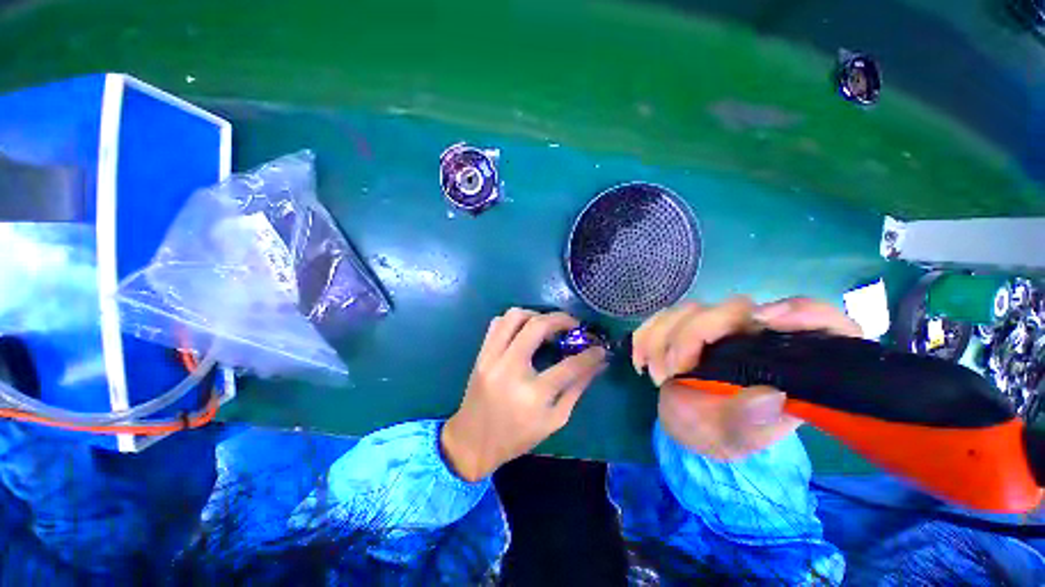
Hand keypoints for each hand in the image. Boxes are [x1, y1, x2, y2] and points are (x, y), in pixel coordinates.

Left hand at [441, 309, 606, 480]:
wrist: (472, 441)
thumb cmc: (517, 437)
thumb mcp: (554, 420)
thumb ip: (577, 389)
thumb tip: (598, 364)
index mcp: (533, 394)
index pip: (569, 366)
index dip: (590, 354)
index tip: (600, 347)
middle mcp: (510, 369)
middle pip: (538, 326)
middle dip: (562, 320)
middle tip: (574, 325)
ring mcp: (492, 358)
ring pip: (514, 316)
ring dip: (536, 315)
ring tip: (548, 326)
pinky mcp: (481, 354)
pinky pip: (498, 323)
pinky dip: (515, 321)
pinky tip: (525, 331)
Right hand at [632, 296, 861, 459]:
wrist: (684, 424)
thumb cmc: (717, 433)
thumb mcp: (734, 439)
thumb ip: (750, 422)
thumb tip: (768, 394)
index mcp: (786, 363)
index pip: (821, 323)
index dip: (805, 313)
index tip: (764, 321)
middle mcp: (754, 336)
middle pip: (732, 308)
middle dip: (691, 335)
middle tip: (671, 372)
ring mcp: (716, 327)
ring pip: (689, 309)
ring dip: (661, 339)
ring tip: (656, 375)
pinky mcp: (685, 325)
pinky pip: (661, 316)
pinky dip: (645, 335)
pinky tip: (639, 360)